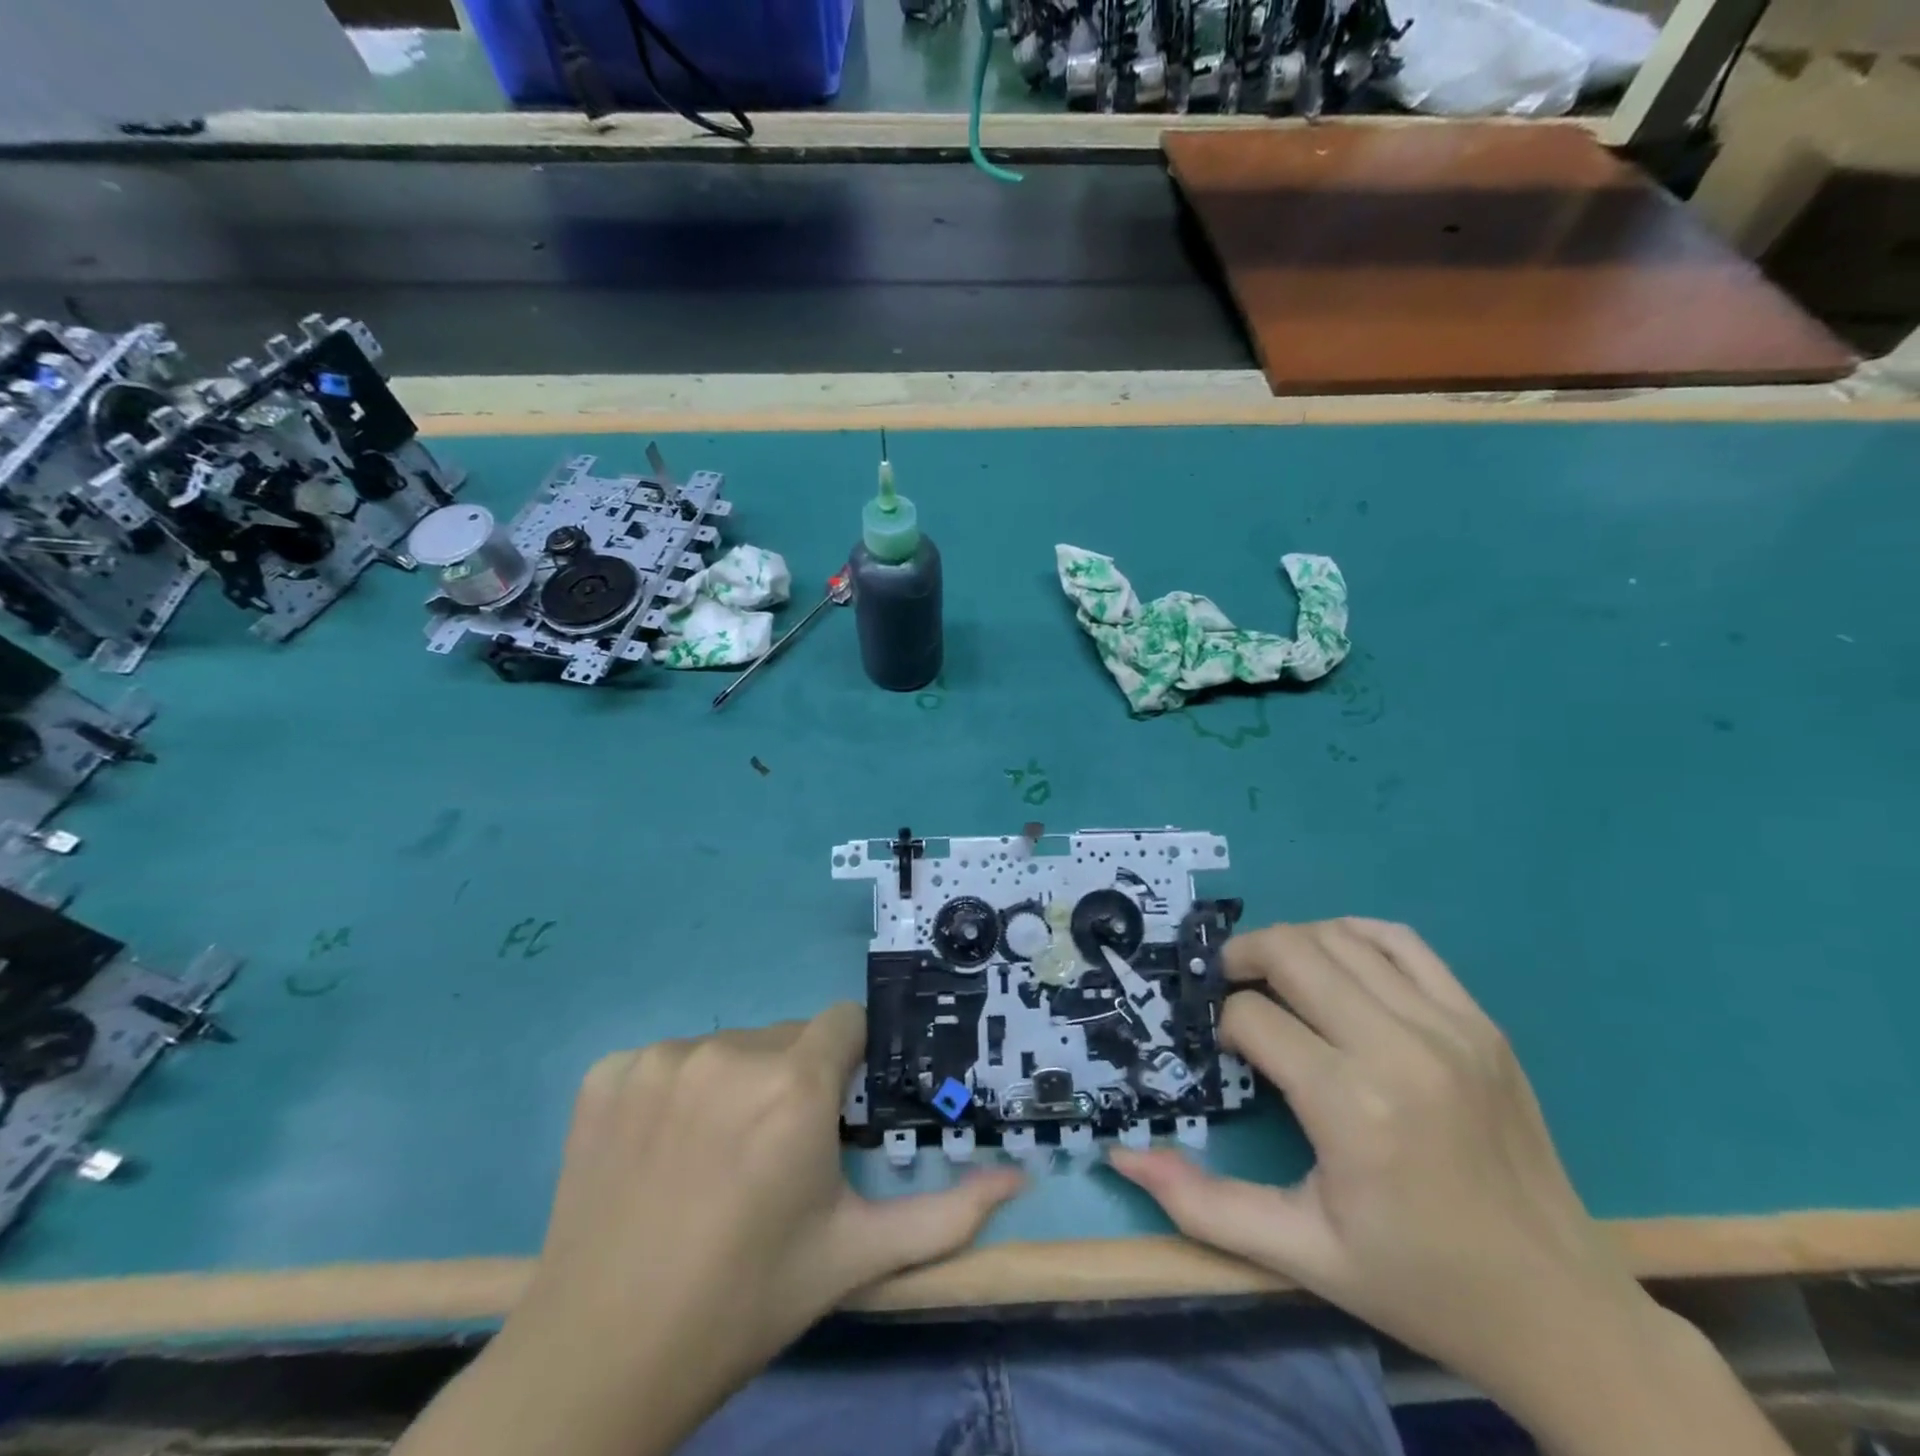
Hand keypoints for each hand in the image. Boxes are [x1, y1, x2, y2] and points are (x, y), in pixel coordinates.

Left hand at [400, 1006, 1020, 1455]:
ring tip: (714, 1161)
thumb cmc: (744, 1303)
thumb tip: (1019, 1179)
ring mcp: (660, 1058)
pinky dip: (673, 1093)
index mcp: (795, 1086)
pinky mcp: (607, 1072)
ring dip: (735, 1086)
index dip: (849, 1064)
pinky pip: (665, 1060)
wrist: (598, 1362)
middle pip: (787, 1037)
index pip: (845, 1023)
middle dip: (795, 1080)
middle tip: (774, 1155)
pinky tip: (659, 1154)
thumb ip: (946, 1215)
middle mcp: (729, 1052)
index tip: (834, 1114)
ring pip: (728, 1047)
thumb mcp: (854, 1258)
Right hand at [1114, 917, 1632, 1385]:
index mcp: (1352, 1108)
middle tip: (1227, 988)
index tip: (1224, 1053)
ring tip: (1275, 978)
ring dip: (1291, 945)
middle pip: (1291, 952)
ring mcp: (1449, 1028)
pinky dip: (1354, 935)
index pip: (1253, 1018)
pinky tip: (1336, 964)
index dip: (1221, 1024)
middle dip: (1242, 959)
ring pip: (1340, 937)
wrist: (1563, 1312)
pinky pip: (1402, 942)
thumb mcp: (1300, 1253)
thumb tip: (1121, 1157)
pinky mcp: (1480, 1023)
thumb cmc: (1420, 1284)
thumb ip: (1202, 1204)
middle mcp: (1399, 1049)